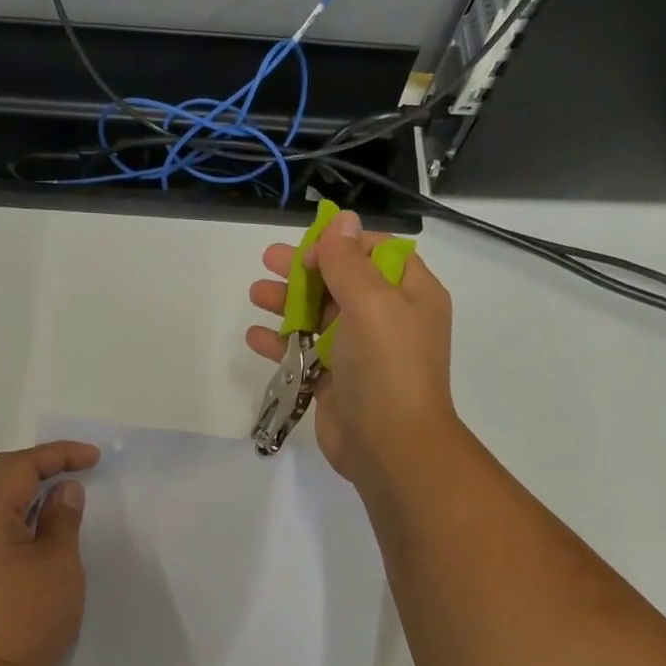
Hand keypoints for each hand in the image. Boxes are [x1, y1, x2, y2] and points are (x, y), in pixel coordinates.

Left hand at [0, 441, 100, 665]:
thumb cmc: (31, 618)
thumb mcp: (59, 563)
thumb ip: (63, 518)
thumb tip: (65, 490)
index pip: (20, 466)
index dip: (57, 454)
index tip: (93, 458)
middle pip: (1, 472)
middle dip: (41, 463)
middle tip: (80, 465)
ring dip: (28, 483)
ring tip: (65, 486)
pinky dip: (18, 505)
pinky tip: (43, 515)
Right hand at [246, 209, 462, 489]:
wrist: (390, 445)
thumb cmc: (387, 366)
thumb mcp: (371, 302)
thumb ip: (348, 261)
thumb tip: (341, 220)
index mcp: (410, 295)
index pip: (377, 253)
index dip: (342, 245)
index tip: (310, 249)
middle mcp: (388, 320)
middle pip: (342, 283)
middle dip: (306, 270)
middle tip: (268, 261)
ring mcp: (361, 353)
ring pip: (320, 317)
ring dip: (288, 303)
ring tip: (255, 293)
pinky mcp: (336, 382)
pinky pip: (306, 354)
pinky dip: (281, 343)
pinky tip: (255, 337)